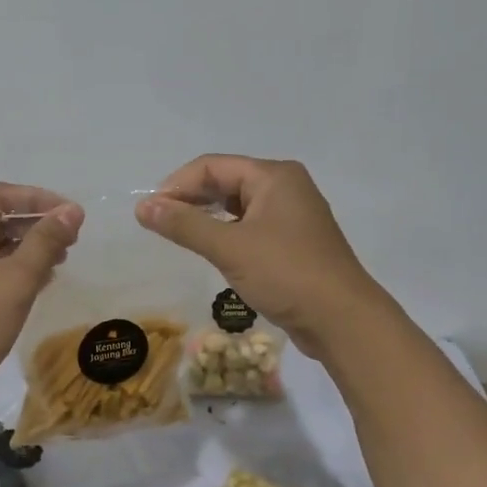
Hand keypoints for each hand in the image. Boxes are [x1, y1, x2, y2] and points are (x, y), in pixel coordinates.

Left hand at [0, 183, 83, 426]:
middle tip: (70, 241)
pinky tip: (36, 284)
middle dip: (33, 227)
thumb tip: (72, 211)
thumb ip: (46, 241)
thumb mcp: (15, 279)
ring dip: (23, 251)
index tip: (73, 215)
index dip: (39, 200)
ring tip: (58, 262)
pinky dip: (8, 272)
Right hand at [136, 155, 391, 359]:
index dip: (177, 185)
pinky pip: (251, 226)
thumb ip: (184, 224)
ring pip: (238, 205)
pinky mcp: (294, 242)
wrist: (343, 320)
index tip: (151, 212)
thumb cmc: (286, 273)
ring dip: (207, 216)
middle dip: (190, 199)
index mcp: (274, 176)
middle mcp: (286, 187)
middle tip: (160, 224)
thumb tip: (143, 207)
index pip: (212, 166)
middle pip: (226, 181)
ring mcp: (293, 215)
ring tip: (179, 235)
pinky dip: (227, 232)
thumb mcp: (229, 247)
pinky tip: (211, 249)